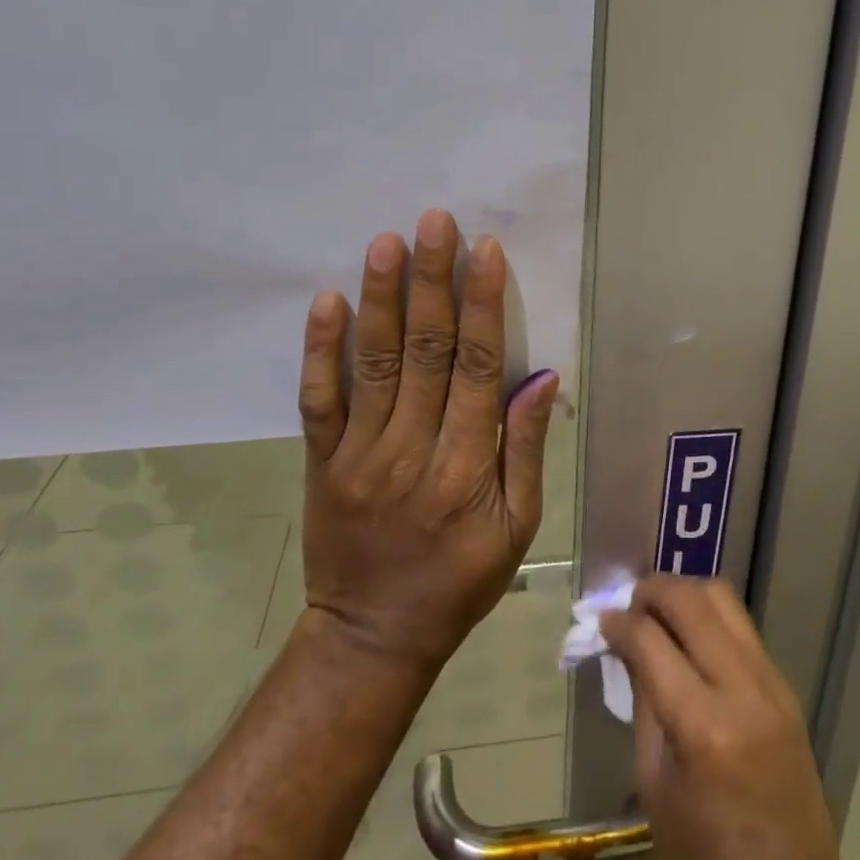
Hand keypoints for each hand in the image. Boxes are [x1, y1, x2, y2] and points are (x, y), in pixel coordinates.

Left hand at [297, 208, 557, 674]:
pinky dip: (320, 349)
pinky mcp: (321, 462)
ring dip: (381, 298)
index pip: (479, 368)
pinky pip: (318, 400)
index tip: (485, 251)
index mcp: (467, 466)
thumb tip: (541, 377)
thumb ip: (525, 449)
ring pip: (374, 363)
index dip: (484, 305)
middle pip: (426, 351)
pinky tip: (327, 300)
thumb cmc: (460, 580)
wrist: (372, 637)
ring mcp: (359, 454)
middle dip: (432, 281)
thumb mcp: (518, 528)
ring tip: (386, 241)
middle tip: (434, 222)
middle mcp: (412, 449)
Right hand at [601, 577, 859, 859]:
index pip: (651, 640)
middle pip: (692, 600)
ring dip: (684, 593)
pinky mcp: (785, 684)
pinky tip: (689, 637)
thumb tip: (627, 645)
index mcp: (702, 726)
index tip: (601, 619)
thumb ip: (643, 703)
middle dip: (653, 590)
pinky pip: (741, 626)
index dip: (619, 621)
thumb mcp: (655, 787)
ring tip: (658, 613)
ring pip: (723, 598)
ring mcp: (771, 681)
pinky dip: (709, 617)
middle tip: (629, 605)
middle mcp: (742, 688)